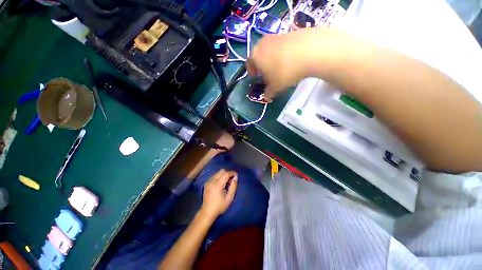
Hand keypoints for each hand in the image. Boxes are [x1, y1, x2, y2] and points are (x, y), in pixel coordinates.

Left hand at [200, 169, 237, 218]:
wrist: (207, 212)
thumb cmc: (220, 206)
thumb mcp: (229, 198)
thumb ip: (233, 186)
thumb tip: (235, 177)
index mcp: (217, 185)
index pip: (226, 174)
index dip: (232, 173)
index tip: (236, 175)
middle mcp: (212, 181)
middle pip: (221, 171)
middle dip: (228, 173)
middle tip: (231, 180)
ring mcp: (208, 182)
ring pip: (218, 172)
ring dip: (224, 175)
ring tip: (227, 182)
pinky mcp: (206, 183)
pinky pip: (214, 175)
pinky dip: (219, 177)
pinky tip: (221, 183)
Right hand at [247, 28, 319, 100]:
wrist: (309, 50)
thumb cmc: (285, 72)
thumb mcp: (275, 87)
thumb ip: (268, 93)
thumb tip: (267, 97)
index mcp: (255, 56)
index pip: (249, 64)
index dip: (252, 72)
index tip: (257, 78)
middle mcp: (262, 43)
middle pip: (258, 56)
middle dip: (261, 66)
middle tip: (267, 74)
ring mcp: (275, 36)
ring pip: (269, 50)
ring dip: (271, 59)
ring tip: (279, 68)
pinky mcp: (287, 32)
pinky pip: (280, 46)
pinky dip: (281, 53)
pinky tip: (289, 60)